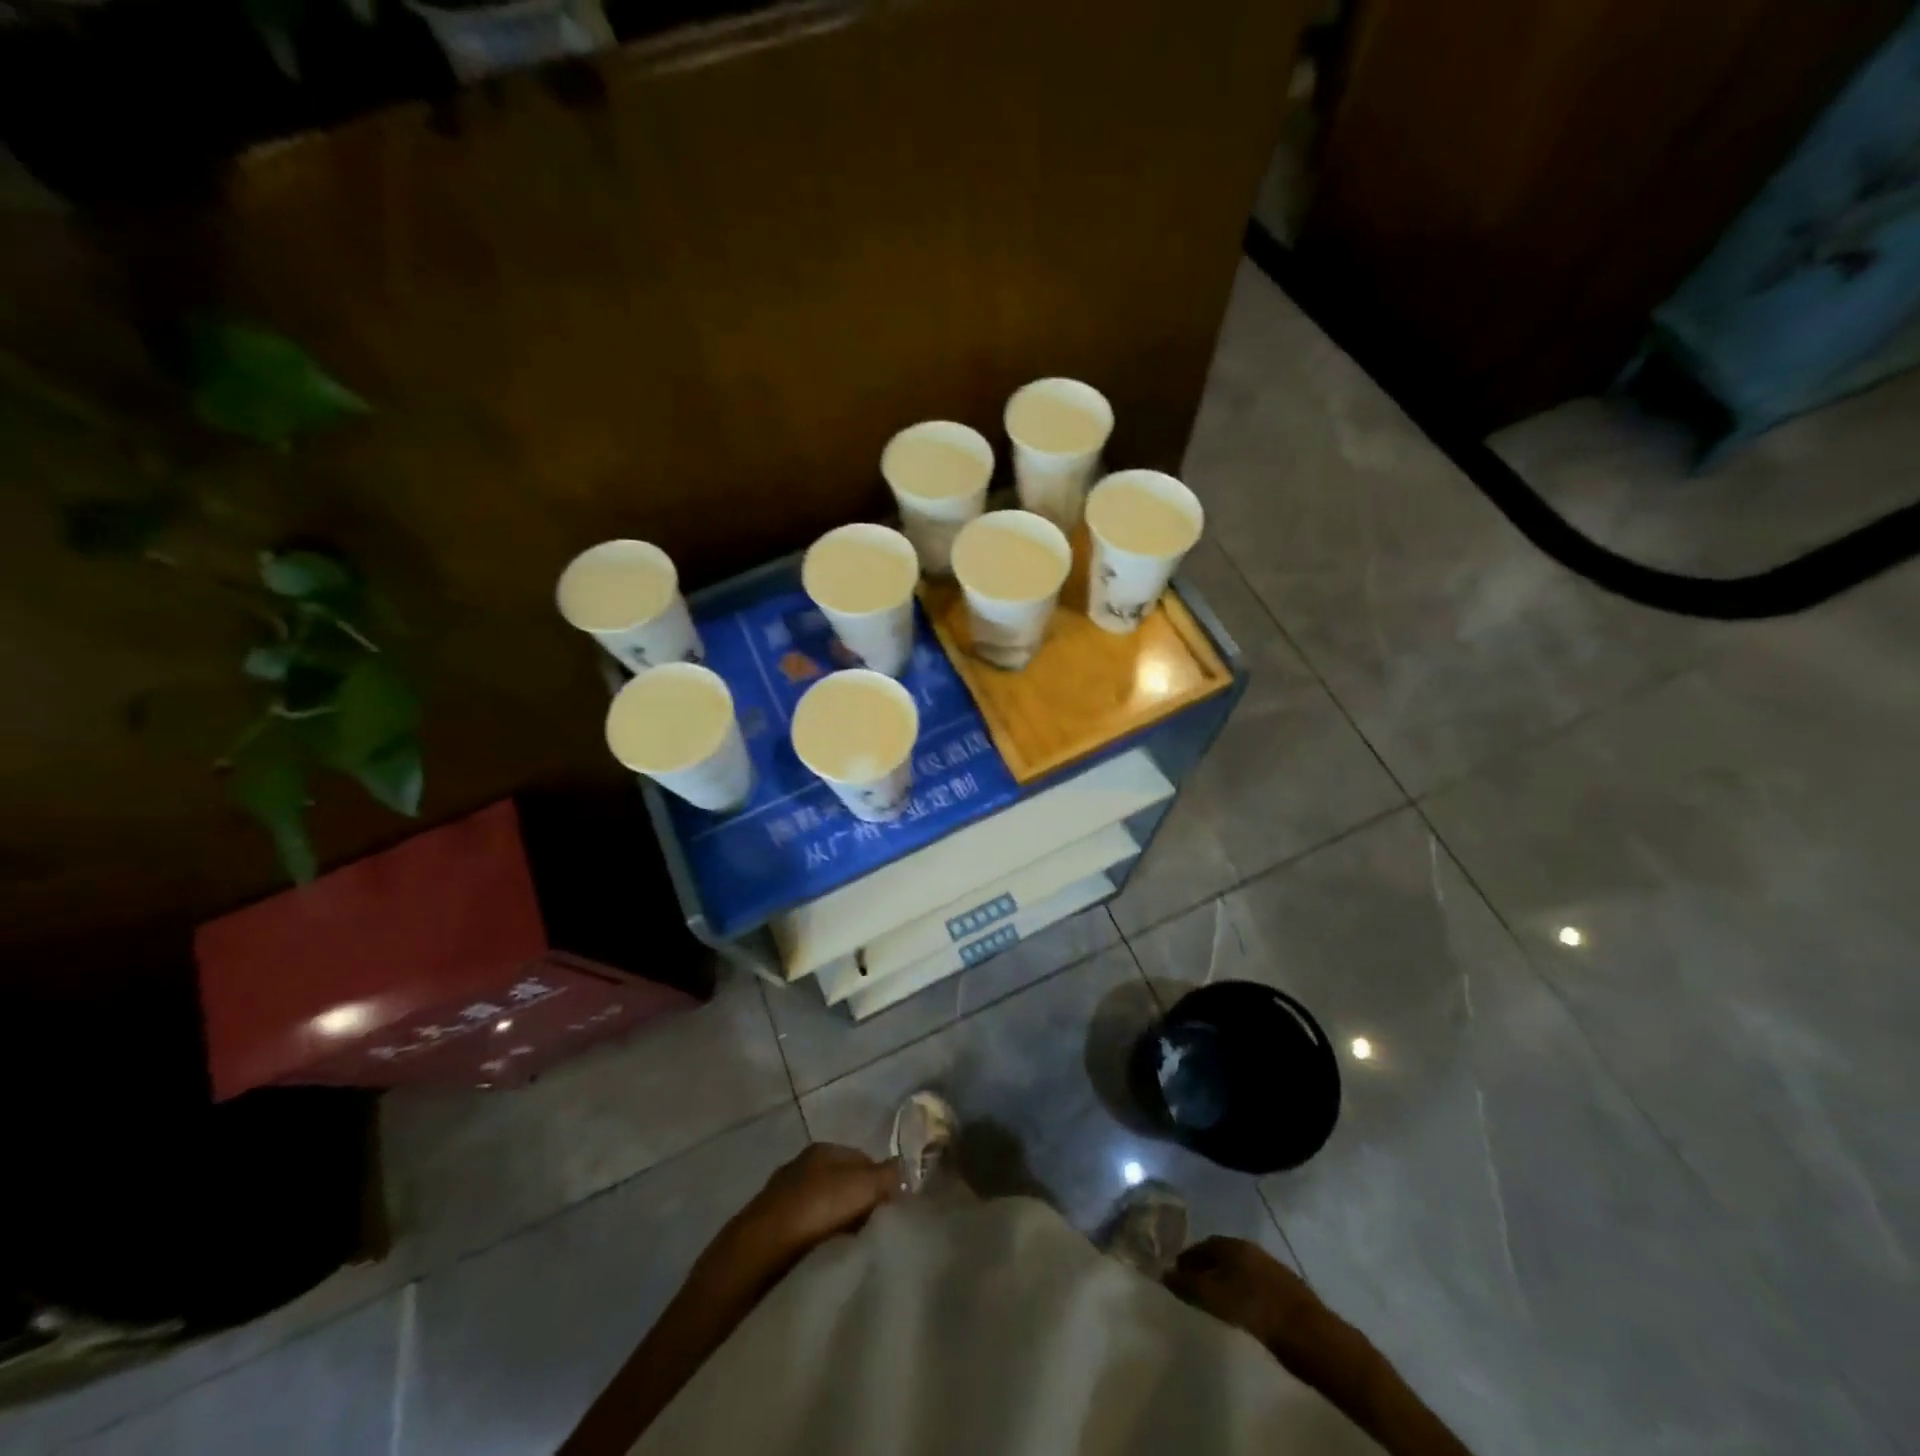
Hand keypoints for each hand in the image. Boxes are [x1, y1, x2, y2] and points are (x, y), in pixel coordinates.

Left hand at [718, 1143, 901, 1282]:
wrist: (750, 1264)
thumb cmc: (812, 1212)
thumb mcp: (861, 1186)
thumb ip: (889, 1176)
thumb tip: (908, 1171)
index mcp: (822, 1149)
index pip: (866, 1162)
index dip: (884, 1187)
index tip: (897, 1218)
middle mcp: (801, 1169)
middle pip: (846, 1189)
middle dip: (863, 1212)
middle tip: (879, 1241)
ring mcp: (782, 1204)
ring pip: (827, 1217)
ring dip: (841, 1235)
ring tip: (855, 1260)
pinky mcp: (769, 1241)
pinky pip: (808, 1242)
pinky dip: (819, 1253)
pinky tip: (828, 1270)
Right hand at [1163, 1236, 1328, 1354]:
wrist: (1307, 1333)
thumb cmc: (1253, 1308)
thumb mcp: (1212, 1296)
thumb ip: (1187, 1284)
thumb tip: (1164, 1273)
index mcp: (1233, 1245)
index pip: (1203, 1245)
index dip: (1188, 1259)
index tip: (1176, 1274)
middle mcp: (1251, 1250)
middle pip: (1221, 1256)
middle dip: (1205, 1268)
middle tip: (1193, 1287)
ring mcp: (1271, 1269)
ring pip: (1239, 1271)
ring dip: (1225, 1281)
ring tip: (1215, 1301)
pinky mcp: (1285, 1291)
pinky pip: (1254, 1286)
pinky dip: (1241, 1293)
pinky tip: (1241, 1310)